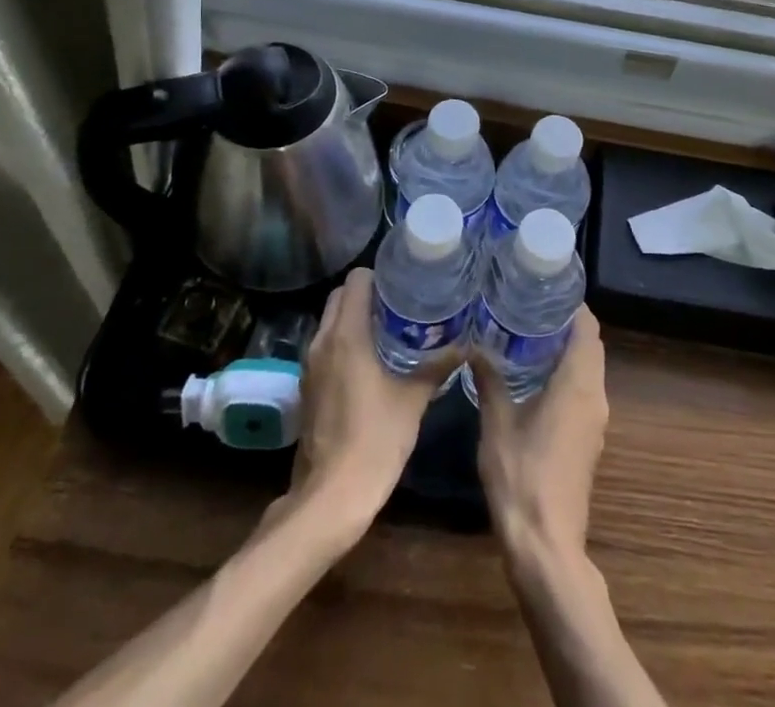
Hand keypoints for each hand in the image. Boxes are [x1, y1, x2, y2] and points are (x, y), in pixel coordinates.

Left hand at [280, 268, 451, 530]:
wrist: (330, 497)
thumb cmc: (374, 441)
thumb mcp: (413, 400)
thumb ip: (437, 367)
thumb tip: (466, 344)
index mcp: (346, 335)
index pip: (356, 281)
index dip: (379, 275)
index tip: (404, 282)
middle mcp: (323, 342)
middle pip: (340, 297)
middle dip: (368, 293)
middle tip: (401, 303)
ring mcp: (310, 365)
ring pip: (331, 321)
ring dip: (355, 317)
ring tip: (391, 327)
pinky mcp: (308, 386)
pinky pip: (327, 346)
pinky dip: (345, 341)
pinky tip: (373, 359)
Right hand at [471, 305, 608, 568]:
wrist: (546, 546)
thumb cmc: (522, 477)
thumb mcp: (497, 423)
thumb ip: (489, 379)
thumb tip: (474, 343)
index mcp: (578, 385)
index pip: (587, 328)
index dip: (572, 304)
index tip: (544, 288)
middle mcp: (595, 396)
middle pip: (590, 345)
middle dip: (565, 323)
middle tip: (528, 305)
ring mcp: (595, 420)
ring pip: (589, 369)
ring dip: (566, 348)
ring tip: (526, 332)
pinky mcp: (588, 439)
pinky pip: (584, 390)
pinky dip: (566, 373)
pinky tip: (533, 374)